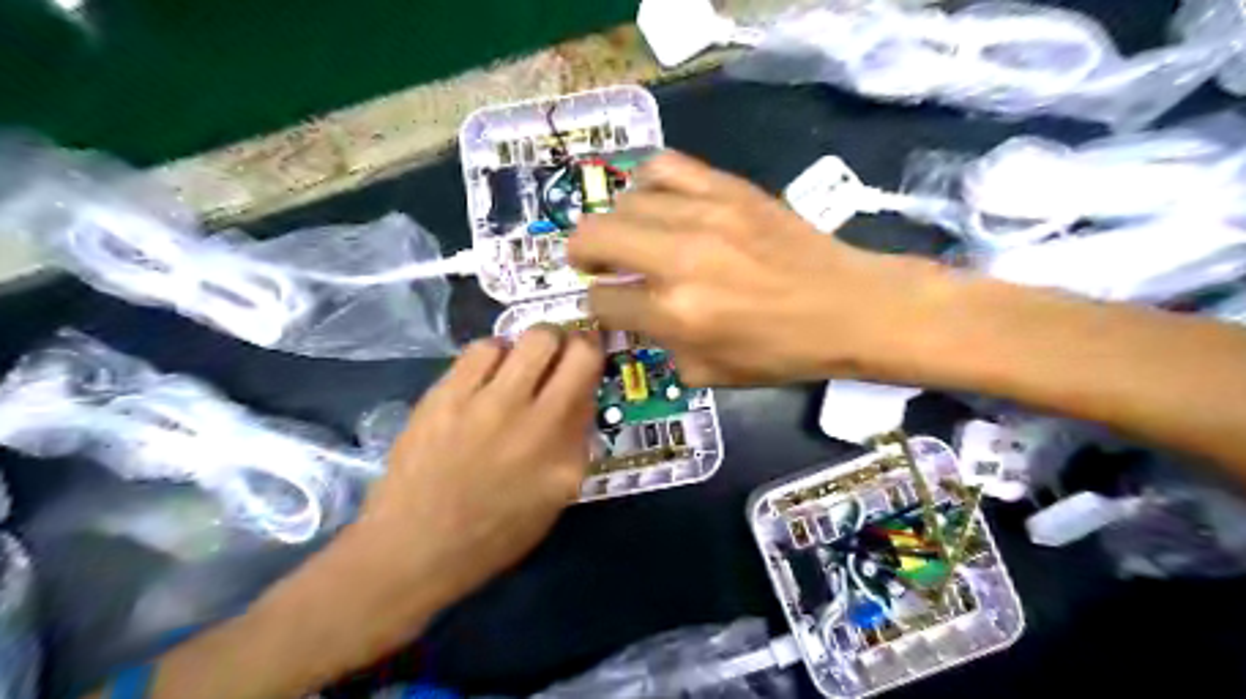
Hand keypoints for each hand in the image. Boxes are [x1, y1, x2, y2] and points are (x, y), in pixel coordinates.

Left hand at [349, 327, 602, 612]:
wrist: (414, 547)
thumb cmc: (492, 533)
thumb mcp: (554, 499)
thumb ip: (575, 444)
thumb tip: (579, 394)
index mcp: (566, 454)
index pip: (592, 380)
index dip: (594, 358)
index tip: (586, 358)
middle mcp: (536, 422)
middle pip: (570, 347)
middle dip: (572, 341)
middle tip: (560, 354)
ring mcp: (489, 405)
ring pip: (531, 338)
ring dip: (534, 345)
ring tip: (520, 364)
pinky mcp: (447, 395)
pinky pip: (484, 348)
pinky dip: (494, 353)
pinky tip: (486, 374)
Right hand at [569, 150, 918, 385]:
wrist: (847, 306)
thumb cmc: (780, 351)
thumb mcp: (710, 373)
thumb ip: (660, 346)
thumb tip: (634, 318)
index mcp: (675, 314)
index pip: (603, 300)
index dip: (600, 306)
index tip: (612, 304)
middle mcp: (678, 259)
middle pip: (594, 236)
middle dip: (584, 255)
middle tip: (596, 264)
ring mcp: (703, 215)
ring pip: (623, 201)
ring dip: (617, 223)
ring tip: (631, 235)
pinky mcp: (727, 187)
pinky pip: (664, 166)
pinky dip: (646, 183)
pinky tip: (655, 201)